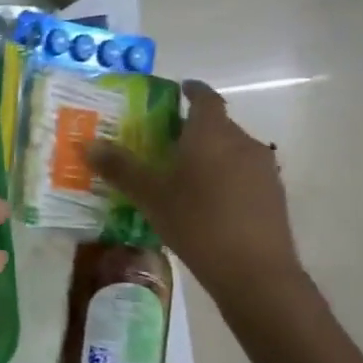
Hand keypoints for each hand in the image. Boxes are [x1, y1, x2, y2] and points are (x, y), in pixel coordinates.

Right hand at [90, 79, 305, 288]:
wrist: (256, 272)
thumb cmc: (198, 223)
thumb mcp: (151, 197)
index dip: (192, 90)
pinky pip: (245, 173)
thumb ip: (121, 168)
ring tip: (185, 176)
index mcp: (211, 133)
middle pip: (218, 124)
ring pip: (232, 150)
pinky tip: (209, 203)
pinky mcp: (274, 195)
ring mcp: (263, 168)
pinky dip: (226, 177)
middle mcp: (242, 141)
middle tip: (166, 143)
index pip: (205, 97)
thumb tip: (88, 144)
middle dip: (194, 129)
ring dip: (211, 155)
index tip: (179, 90)